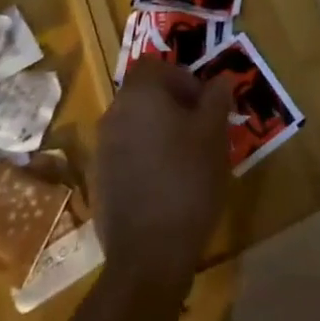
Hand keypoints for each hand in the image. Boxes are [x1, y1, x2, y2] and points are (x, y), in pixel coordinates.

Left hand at [96, 58, 232, 289]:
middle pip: (145, 93)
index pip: (157, 65)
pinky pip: (126, 153)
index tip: (204, 104)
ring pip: (136, 123)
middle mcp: (114, 113)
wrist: (148, 255)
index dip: (183, 77)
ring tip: (188, 158)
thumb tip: (219, 80)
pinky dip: (146, 157)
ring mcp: (102, 148)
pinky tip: (167, 183)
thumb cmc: (187, 181)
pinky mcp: (100, 180)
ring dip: (159, 130)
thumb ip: (216, 99)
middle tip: (201, 129)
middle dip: (174, 104)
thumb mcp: (214, 134)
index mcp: (140, 94)